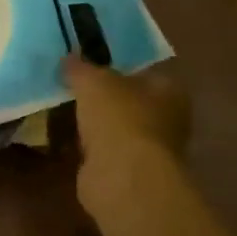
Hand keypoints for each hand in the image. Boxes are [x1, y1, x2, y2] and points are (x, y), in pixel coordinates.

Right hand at [63, 56, 190, 206]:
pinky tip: (70, 143)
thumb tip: (69, 58)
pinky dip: (91, 150)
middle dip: (106, 100)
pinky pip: (106, 154)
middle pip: (131, 103)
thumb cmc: (119, 118)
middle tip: (74, 90)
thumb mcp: (93, 81)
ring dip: (97, 126)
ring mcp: (149, 151)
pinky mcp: (130, 174)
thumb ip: (81, 68)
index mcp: (170, 92)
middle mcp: (167, 121)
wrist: (122, 177)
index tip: (91, 67)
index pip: (145, 73)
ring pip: (117, 130)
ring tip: (66, 114)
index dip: (119, 68)